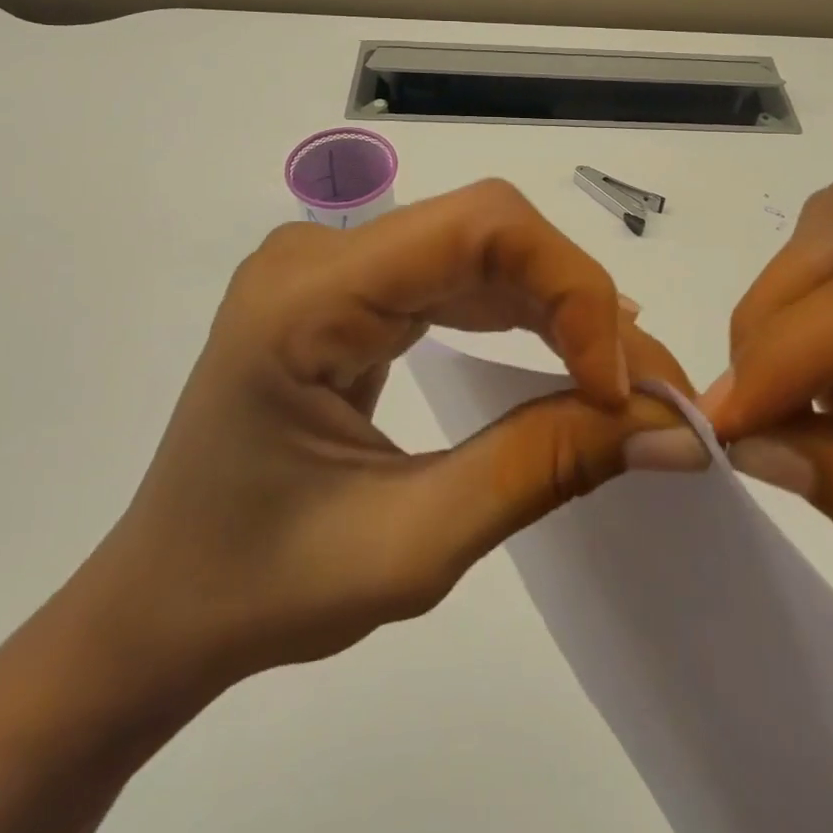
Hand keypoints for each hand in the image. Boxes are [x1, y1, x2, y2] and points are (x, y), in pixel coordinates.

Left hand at [82, 179, 694, 703]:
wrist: (161, 604)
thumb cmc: (259, 589)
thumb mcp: (411, 545)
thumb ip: (545, 468)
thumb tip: (671, 429)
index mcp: (307, 296)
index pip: (477, 228)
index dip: (570, 289)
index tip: (621, 388)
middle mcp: (320, 253)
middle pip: (487, 230)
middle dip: (578, 302)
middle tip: (646, 390)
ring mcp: (335, 265)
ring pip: (483, 247)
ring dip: (561, 307)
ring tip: (620, 381)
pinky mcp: (354, 289)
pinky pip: (460, 276)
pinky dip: (524, 315)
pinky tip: (567, 357)